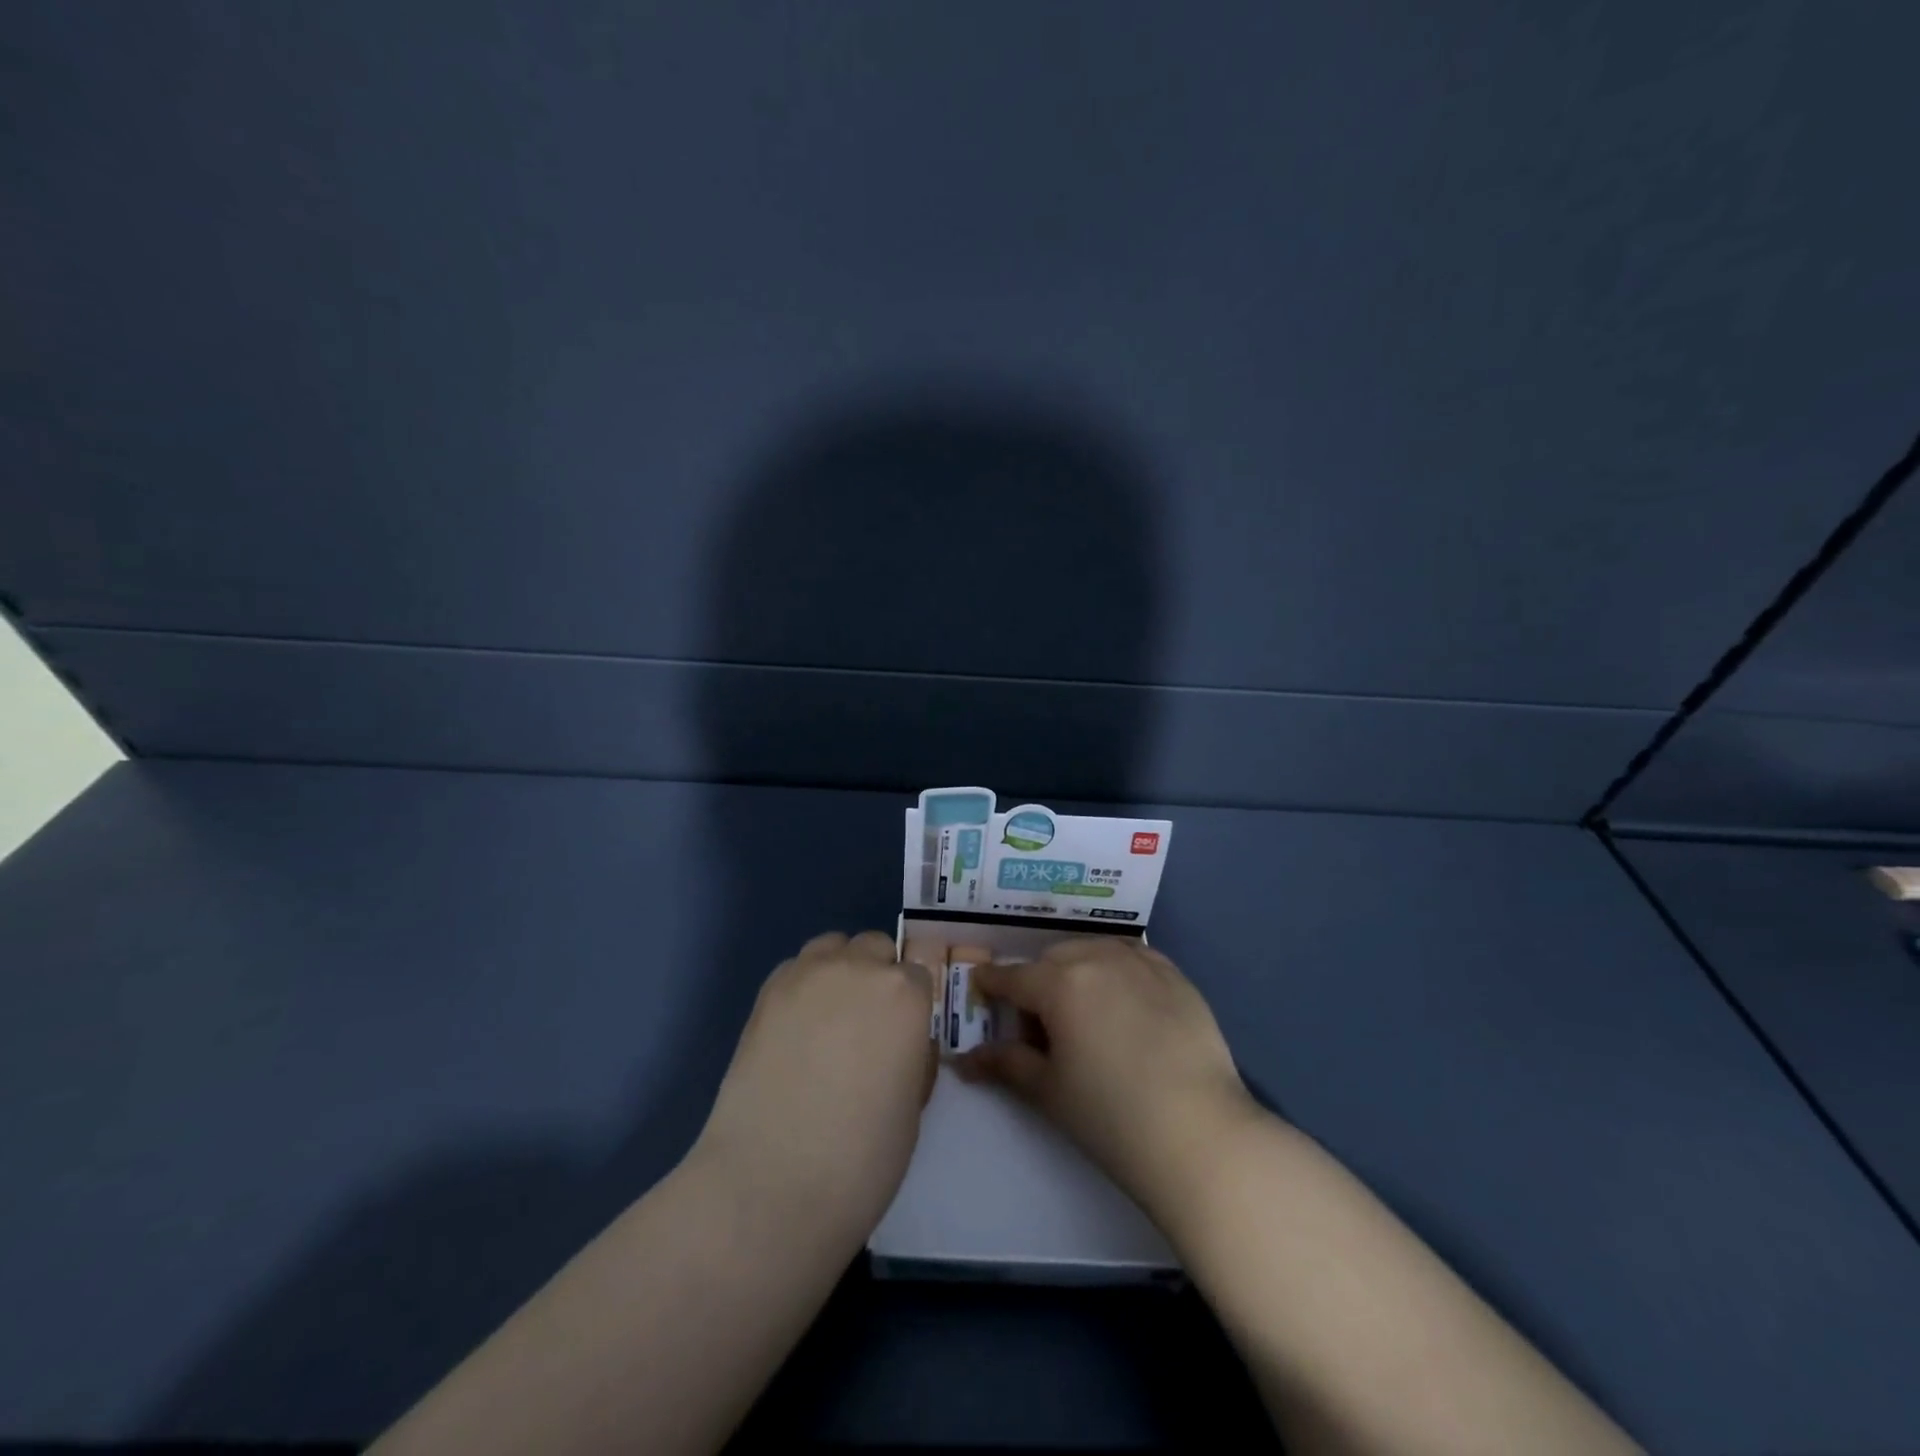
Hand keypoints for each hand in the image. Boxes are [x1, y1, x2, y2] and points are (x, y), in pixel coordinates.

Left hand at [692, 931, 936, 1243]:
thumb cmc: (862, 1157)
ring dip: (840, 969)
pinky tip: (796, 1026)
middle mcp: (859, 969)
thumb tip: (904, 1041)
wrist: (772, 1181)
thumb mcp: (913, 1105)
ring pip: (833, 946)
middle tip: (866, 1025)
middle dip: (877, 976)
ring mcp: (808, 974)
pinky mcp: (767, 992)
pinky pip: (796, 967)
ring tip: (829, 1017)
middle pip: (875, 948)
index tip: (903, 1032)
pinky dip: (803, 984)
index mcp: (906, 994)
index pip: (918, 973)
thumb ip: (914, 1055)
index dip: (912, 1004)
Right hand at [958, 937, 1260, 1225]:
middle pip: (1053, 961)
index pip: (1013, 977)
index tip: (981, 987)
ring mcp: (1142, 963)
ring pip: (1094, 951)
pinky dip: (1118, 970)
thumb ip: (1006, 1064)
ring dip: (1079, 970)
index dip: (992, 983)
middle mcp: (1098, 958)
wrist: (1200, 1134)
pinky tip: (1124, 1001)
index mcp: (1059, 983)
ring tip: (1086, 1012)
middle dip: (1039, 984)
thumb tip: (964, 1060)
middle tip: (1043, 1028)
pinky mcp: (1176, 976)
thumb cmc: (1110, 1116)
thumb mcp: (1048, 1090)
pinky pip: (1134, 957)